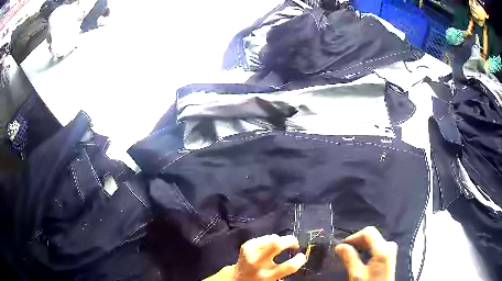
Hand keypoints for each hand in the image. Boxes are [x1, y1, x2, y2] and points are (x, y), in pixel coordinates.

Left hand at [205, 234, 306, 280]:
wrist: (236, 278)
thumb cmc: (259, 280)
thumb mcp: (272, 280)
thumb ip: (283, 272)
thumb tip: (297, 260)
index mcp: (268, 276)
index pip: (289, 266)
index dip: (300, 259)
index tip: (302, 256)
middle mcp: (258, 264)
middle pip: (277, 244)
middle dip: (290, 240)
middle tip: (294, 244)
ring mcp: (250, 254)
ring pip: (271, 238)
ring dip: (280, 240)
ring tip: (281, 245)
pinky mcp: (245, 246)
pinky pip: (263, 237)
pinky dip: (269, 240)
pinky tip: (269, 246)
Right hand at [335, 226, 397, 280]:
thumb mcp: (357, 274)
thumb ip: (350, 258)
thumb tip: (339, 246)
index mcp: (383, 248)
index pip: (368, 232)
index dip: (354, 236)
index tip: (342, 246)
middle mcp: (389, 245)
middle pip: (372, 235)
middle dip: (357, 242)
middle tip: (344, 252)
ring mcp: (391, 250)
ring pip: (374, 241)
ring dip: (362, 246)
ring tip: (351, 255)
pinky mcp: (390, 255)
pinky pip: (378, 246)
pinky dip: (368, 249)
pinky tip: (361, 258)